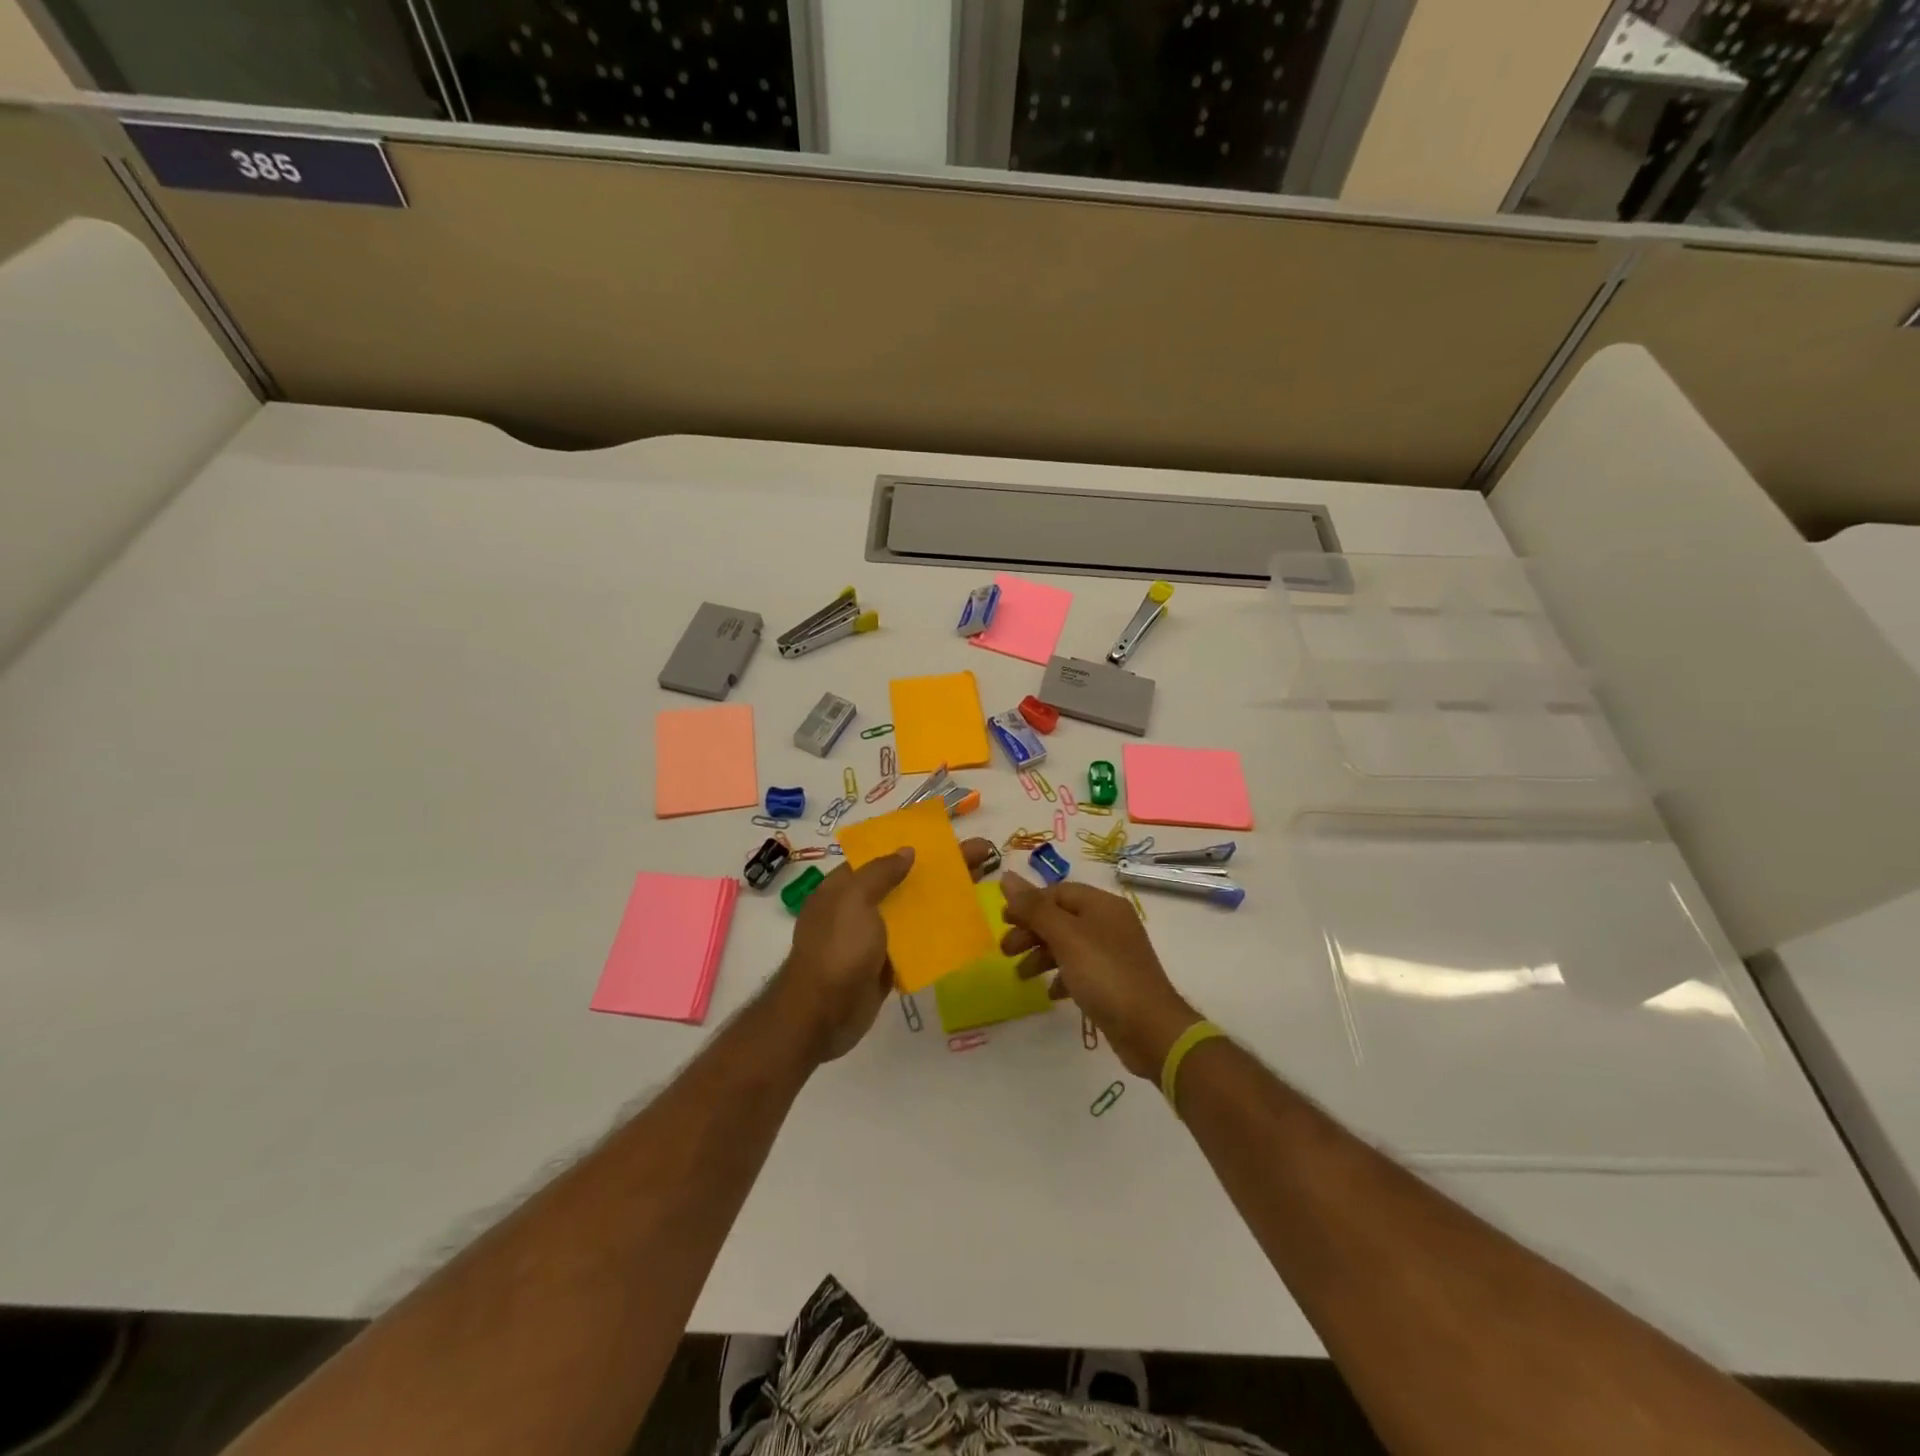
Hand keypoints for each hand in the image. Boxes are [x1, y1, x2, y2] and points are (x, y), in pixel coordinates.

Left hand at [771, 838, 1001, 1064]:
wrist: (820, 1016)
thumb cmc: (837, 950)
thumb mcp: (854, 900)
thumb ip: (880, 873)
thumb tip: (907, 850)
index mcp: (844, 886)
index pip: (882, 855)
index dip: (914, 845)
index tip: (947, 839)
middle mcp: (857, 908)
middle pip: (903, 881)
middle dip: (938, 870)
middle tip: (981, 858)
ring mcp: (872, 938)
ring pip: (912, 912)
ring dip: (941, 901)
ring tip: (978, 889)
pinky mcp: (884, 966)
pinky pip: (914, 944)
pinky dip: (935, 935)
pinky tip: (964, 927)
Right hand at [1000, 873, 1202, 1078]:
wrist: (1150, 1029)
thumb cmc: (1104, 974)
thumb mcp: (1065, 937)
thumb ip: (1034, 908)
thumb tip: (1006, 876)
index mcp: (1102, 905)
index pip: (1057, 892)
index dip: (1029, 903)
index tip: (1003, 921)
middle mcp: (1110, 923)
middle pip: (1060, 917)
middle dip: (1031, 931)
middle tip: (1005, 950)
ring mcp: (1113, 953)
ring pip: (1068, 944)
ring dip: (1041, 955)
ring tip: (1021, 975)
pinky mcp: (1113, 981)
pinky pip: (1080, 969)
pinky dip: (1062, 976)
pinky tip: (1052, 992)